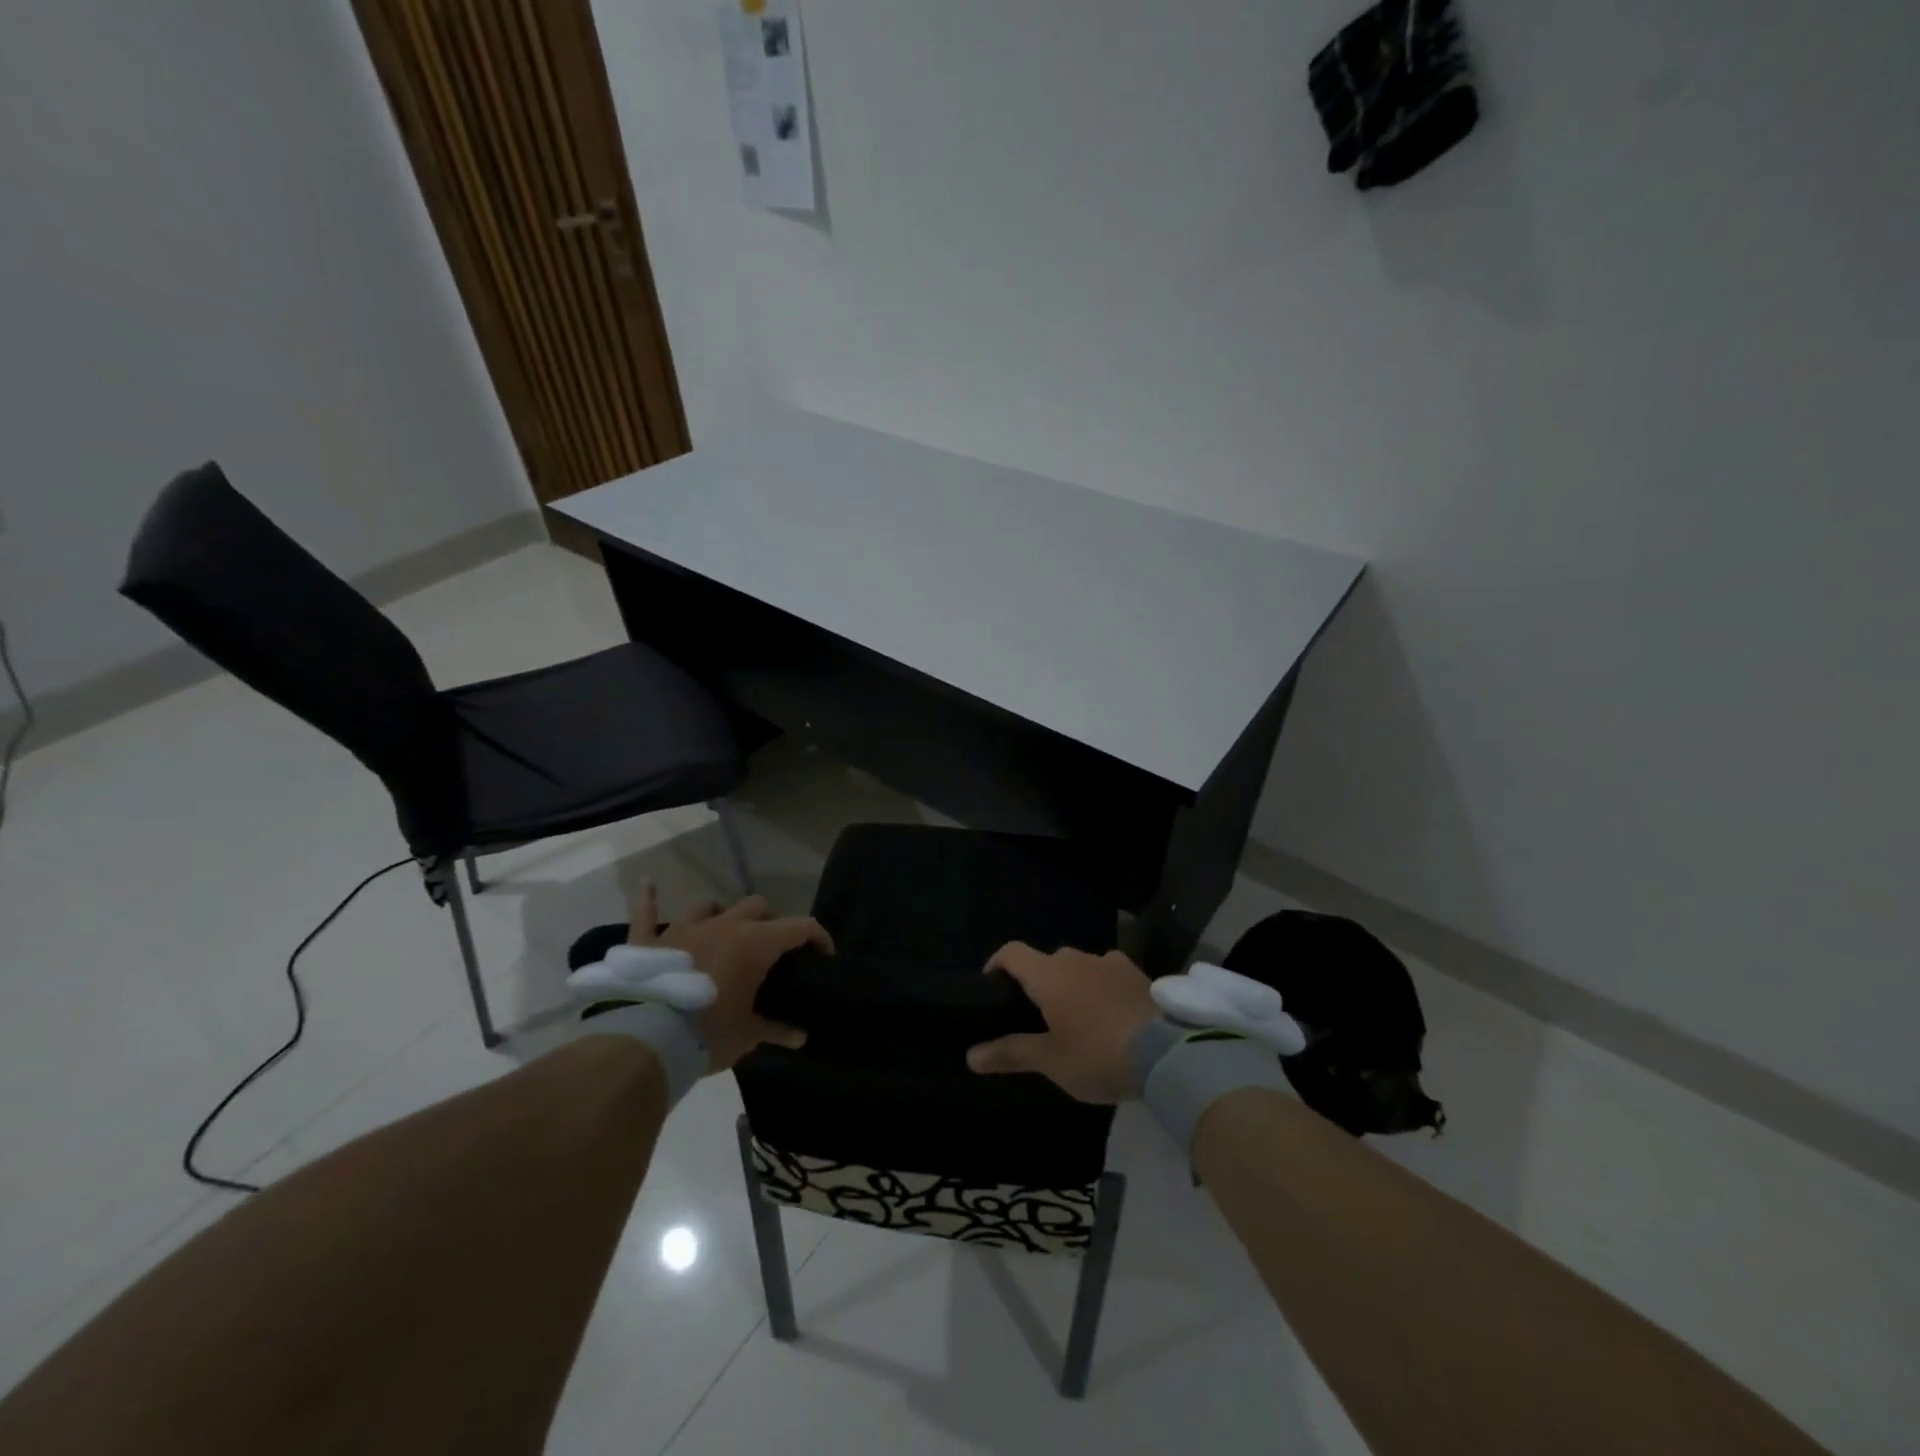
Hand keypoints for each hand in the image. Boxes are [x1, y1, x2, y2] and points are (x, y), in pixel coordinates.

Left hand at [627, 884, 830, 1072]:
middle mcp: (724, 925)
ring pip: (710, 905)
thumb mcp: (748, 1035)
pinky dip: (649, 898)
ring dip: (722, 915)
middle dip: (769, 922)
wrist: (647, 1040)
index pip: (800, 927)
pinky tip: (649, 883)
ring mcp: (684, 929)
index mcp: (755, 943)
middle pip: (757, 907)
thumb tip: (800, 1037)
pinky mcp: (648, 941)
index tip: (823, 954)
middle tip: (770, 949)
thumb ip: (776, 1030)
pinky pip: (647, 912)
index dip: (818, 937)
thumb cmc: (709, 1033)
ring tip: (724, 932)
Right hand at [966, 942, 1157, 1103]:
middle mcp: (1076, 958)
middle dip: (1038, 982)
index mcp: (1048, 974)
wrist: (1167, 1052)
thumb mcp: (1051, 1060)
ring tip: (1077, 1018)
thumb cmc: (1097, 1054)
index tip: (991, 986)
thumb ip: (1010, 1053)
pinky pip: (1108, 974)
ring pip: (1079, 966)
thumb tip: (970, 1055)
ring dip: (1072, 984)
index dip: (996, 964)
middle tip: (1037, 1016)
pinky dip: (1100, 987)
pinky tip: (1110, 1015)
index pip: (1012, 952)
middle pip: (1047, 961)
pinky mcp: (1137, 973)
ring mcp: (1110, 962)